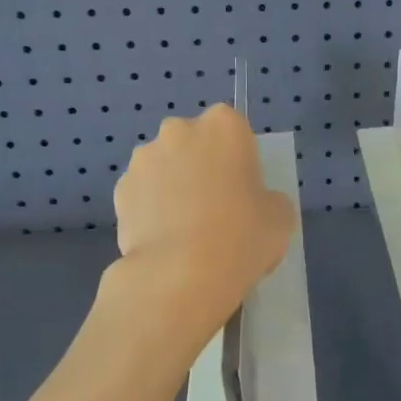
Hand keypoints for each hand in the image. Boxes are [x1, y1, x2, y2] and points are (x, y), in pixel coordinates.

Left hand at [112, 106, 295, 335]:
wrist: (181, 274)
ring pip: (165, 167)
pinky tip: (165, 241)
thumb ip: (268, 198)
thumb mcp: (280, 217)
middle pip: (194, 143)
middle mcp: (179, 131)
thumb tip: (254, 203)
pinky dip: (151, 210)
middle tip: (217, 208)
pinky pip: (143, 194)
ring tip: (187, 230)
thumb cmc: (242, 236)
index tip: (243, 188)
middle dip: (202, 166)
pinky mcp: (119, 190)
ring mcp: (143, 159)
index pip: (235, 129)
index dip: (239, 159)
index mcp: (224, 126)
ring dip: (173, 187)